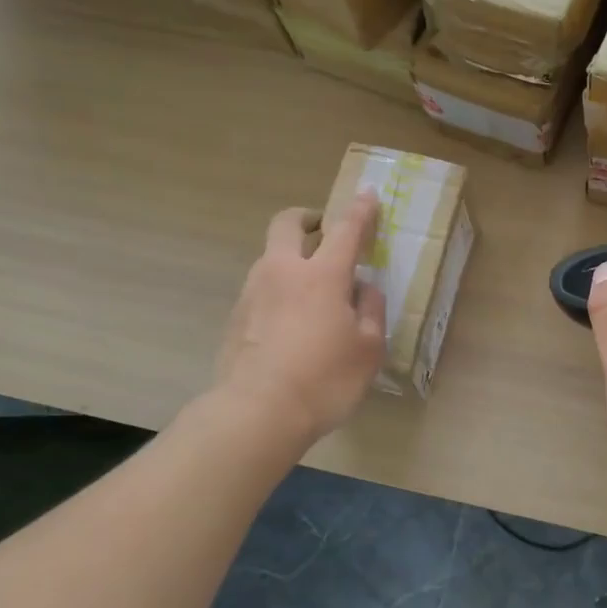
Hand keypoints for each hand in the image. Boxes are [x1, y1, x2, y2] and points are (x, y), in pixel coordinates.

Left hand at [214, 197, 385, 443]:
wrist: (258, 413)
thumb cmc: (325, 379)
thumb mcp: (368, 349)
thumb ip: (371, 311)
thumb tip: (365, 289)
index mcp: (321, 275)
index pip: (346, 230)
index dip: (360, 211)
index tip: (367, 194)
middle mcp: (282, 272)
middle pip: (287, 224)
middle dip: (307, 218)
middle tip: (323, 231)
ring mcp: (253, 293)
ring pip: (270, 257)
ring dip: (291, 257)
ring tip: (311, 289)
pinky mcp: (235, 318)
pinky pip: (261, 289)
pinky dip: (278, 291)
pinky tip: (289, 323)